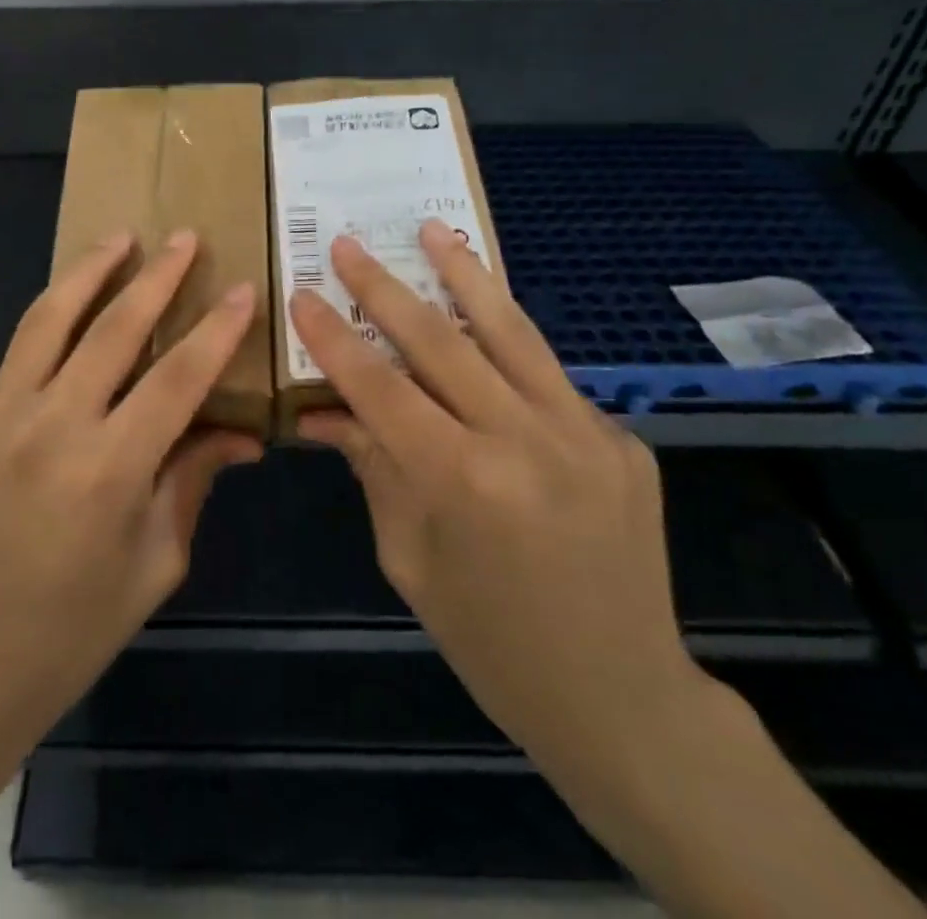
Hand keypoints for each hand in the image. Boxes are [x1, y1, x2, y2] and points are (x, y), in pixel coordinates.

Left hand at [0, 228, 262, 738]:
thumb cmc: (75, 627)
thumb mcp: (155, 561)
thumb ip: (193, 479)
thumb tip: (243, 433)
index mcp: (106, 471)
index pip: (176, 379)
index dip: (215, 331)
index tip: (242, 289)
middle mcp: (46, 430)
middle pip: (111, 330)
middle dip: (156, 277)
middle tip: (183, 238)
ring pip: (45, 322)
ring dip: (88, 273)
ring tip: (118, 238)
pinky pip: (13, 369)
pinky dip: (47, 340)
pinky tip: (68, 332)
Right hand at [289, 221, 715, 783]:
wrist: (624, 697)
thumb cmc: (492, 642)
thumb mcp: (410, 559)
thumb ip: (374, 469)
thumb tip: (324, 413)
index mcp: (463, 483)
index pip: (380, 388)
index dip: (334, 339)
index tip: (302, 293)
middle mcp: (526, 441)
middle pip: (440, 341)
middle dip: (384, 287)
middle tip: (349, 243)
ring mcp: (584, 433)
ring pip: (510, 332)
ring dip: (465, 276)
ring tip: (434, 229)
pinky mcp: (619, 437)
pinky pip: (547, 375)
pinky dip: (507, 338)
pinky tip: (484, 313)